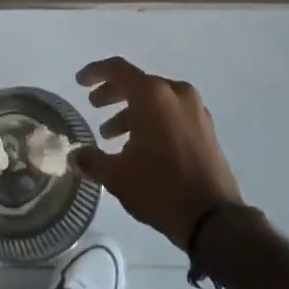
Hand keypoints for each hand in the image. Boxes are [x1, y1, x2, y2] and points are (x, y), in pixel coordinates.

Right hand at [72, 57, 243, 247]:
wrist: (213, 218)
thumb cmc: (160, 188)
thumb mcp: (117, 176)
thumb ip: (92, 160)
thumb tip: (75, 154)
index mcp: (152, 95)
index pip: (118, 69)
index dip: (95, 72)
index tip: (80, 83)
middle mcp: (175, 93)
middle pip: (138, 82)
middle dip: (113, 93)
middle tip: (94, 106)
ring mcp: (195, 109)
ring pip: (156, 99)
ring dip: (132, 111)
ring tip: (112, 135)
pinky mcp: (206, 128)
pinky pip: (173, 112)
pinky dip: (153, 120)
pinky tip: (141, 146)